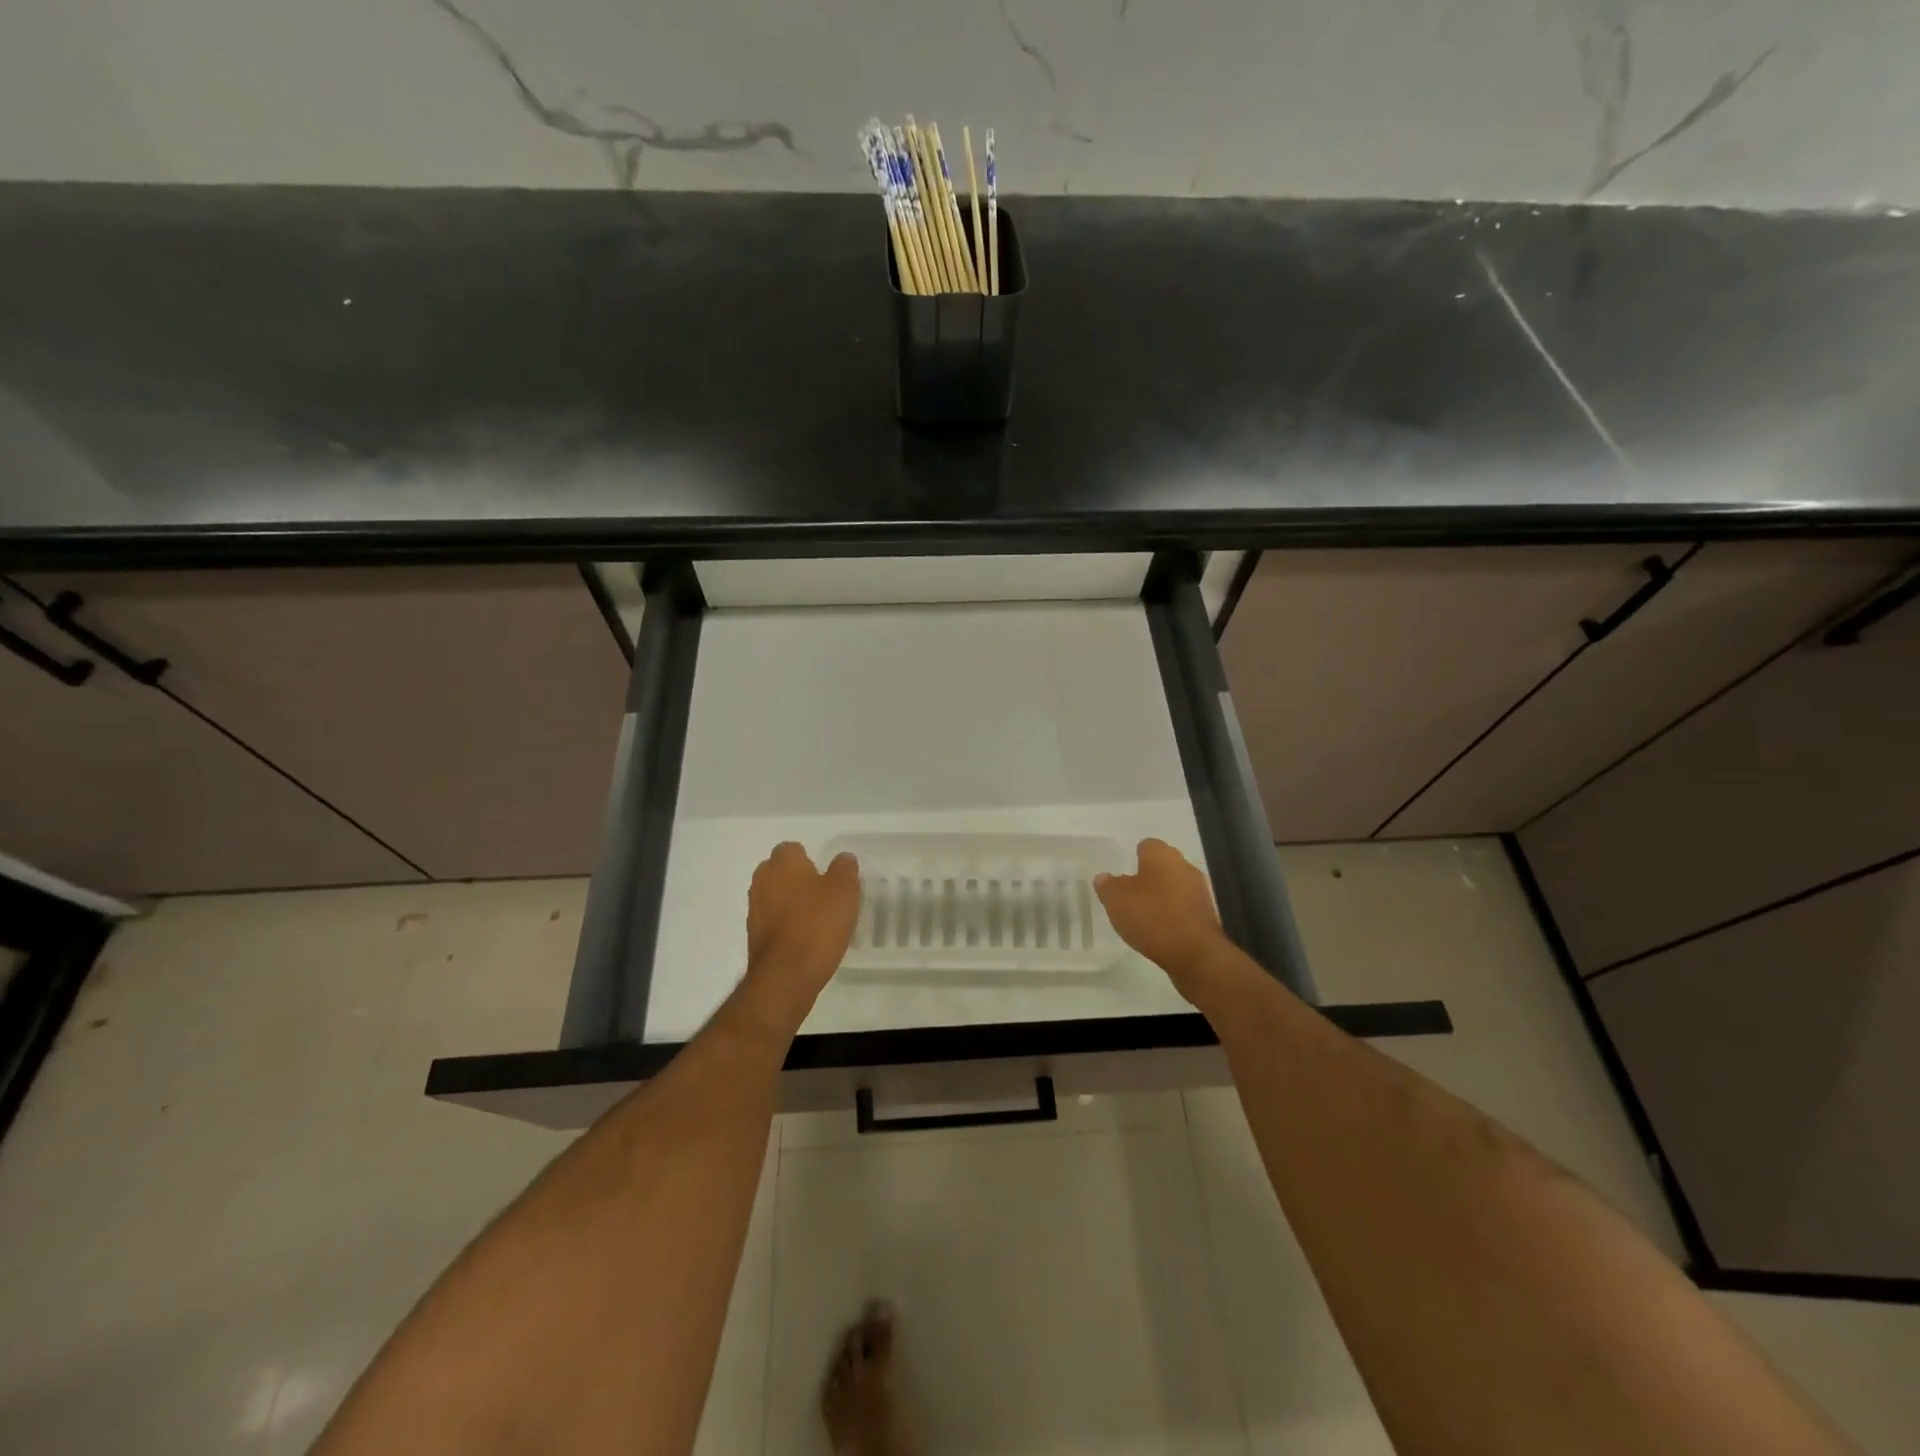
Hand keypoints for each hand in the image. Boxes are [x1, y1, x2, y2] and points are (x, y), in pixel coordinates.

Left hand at [743, 843, 860, 1020]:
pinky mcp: (753, 936)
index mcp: (783, 863)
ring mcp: (755, 909)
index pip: (792, 849)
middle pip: (779, 872)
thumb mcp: (845, 891)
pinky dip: (785, 926)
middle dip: (797, 880)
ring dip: (790, 903)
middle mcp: (762, 881)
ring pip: (774, 897)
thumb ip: (845, 869)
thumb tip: (843, 858)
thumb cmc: (818, 924)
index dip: (809, 859)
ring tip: (816, 920)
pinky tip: (805, 940)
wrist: (786, 975)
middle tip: (823, 895)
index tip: (826, 875)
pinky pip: (772, 922)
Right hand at [1095, 839, 1235, 1002]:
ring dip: (1162, 896)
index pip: (1147, 845)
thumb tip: (1105, 877)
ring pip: (1175, 886)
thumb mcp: (1116, 900)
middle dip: (1148, 877)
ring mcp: (1200, 890)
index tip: (1123, 872)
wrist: (1195, 953)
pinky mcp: (1208, 914)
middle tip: (1129, 894)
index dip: (1133, 857)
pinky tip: (1160, 930)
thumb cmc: (1152, 917)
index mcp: (1162, 855)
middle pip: (1163, 865)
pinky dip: (1173, 914)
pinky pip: (1184, 907)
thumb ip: (1107, 885)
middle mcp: (1184, 866)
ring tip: (1143, 915)